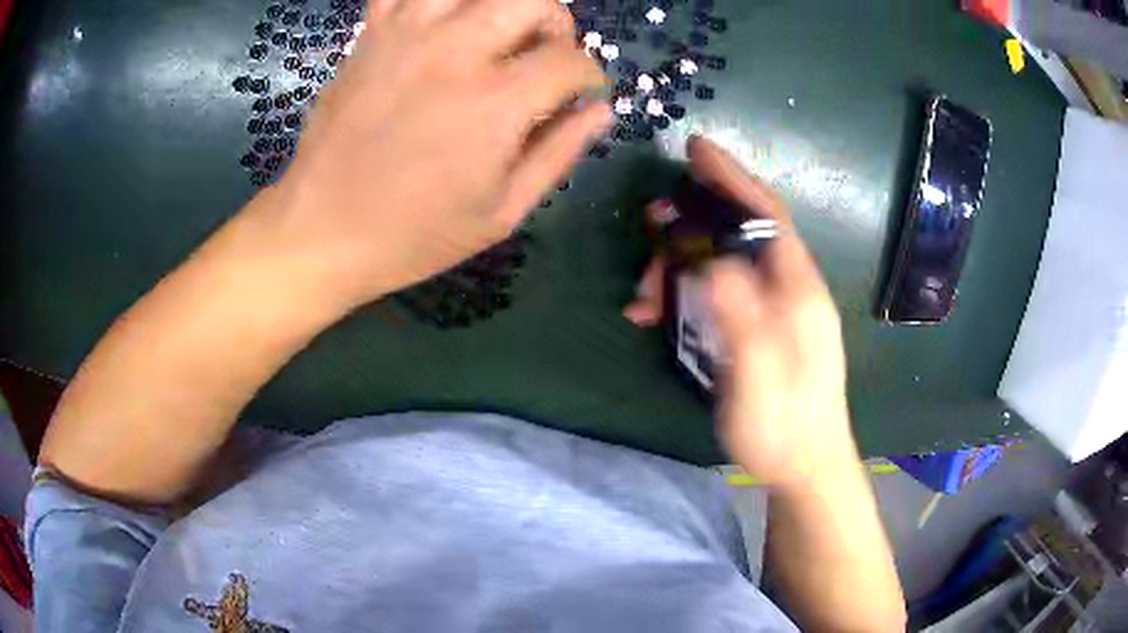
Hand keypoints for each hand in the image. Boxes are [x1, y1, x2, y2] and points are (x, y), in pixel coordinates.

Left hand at [255, 0, 610, 310]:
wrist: (321, 231)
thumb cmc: (414, 235)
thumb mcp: (500, 213)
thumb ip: (558, 153)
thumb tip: (600, 110)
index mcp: (496, 104)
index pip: (571, 61)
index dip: (589, 76)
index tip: (580, 93)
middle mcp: (456, 53)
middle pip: (535, 1)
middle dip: (557, 25)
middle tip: (544, 56)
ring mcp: (408, 36)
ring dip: (503, 4)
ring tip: (496, 32)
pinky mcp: (372, 35)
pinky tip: (444, 21)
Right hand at [625, 136, 856, 488]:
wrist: (806, 468)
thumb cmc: (784, 427)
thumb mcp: (758, 376)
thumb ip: (741, 316)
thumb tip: (713, 261)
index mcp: (798, 289)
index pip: (766, 214)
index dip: (732, 178)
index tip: (696, 149)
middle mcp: (791, 288)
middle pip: (739, 234)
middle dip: (690, 228)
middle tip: (649, 232)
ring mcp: (777, 309)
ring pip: (724, 264)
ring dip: (680, 268)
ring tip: (643, 299)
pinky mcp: (763, 329)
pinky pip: (722, 293)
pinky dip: (688, 295)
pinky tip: (658, 317)